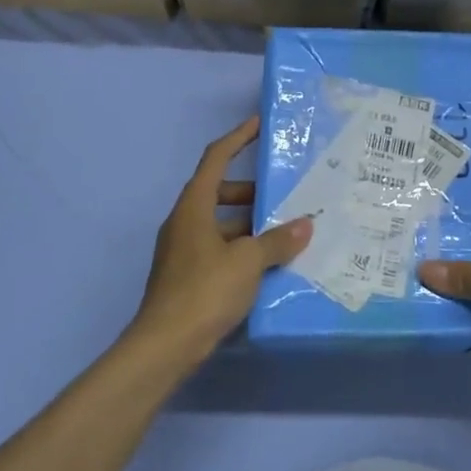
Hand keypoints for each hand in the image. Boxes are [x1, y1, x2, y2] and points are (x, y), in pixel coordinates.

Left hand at [129, 115, 311, 360]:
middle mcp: (184, 222)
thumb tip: (305, 225)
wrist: (165, 345)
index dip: (238, 138)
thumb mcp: (248, 262)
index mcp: (193, 207)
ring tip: (285, 233)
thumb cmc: (205, 291)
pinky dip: (242, 250)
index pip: (216, 159)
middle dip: (251, 191)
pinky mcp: (187, 276)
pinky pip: (219, 250)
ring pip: (221, 224)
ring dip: (250, 225)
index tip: (260, 125)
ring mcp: (183, 251)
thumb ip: (278, 241)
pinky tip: (268, 265)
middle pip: (219, 192)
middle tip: (284, 196)